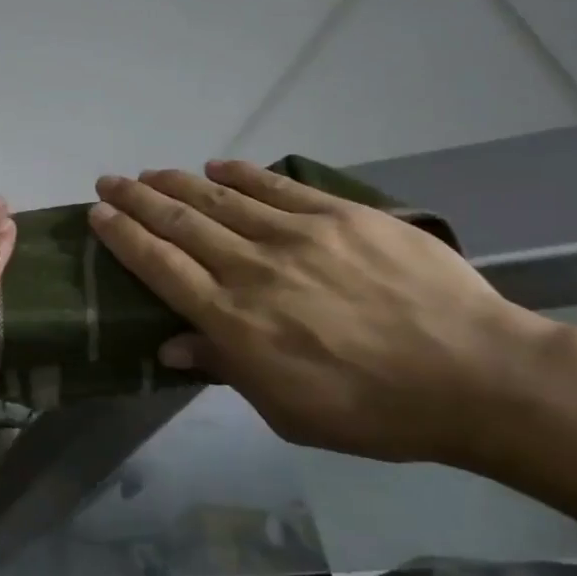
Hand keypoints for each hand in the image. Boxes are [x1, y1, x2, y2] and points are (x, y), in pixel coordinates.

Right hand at [90, 160, 541, 462]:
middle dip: (137, 199)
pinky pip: (277, 187)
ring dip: (178, 183)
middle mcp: (253, 268)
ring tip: (151, 173)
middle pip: (180, 223)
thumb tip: (171, 345)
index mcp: (234, 319)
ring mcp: (298, 235)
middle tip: (109, 182)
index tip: (98, 214)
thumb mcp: (286, 410)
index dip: (123, 236)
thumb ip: (225, 367)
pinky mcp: (341, 216)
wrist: (478, 375)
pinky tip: (217, 165)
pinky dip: (241, 174)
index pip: (160, 265)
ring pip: (220, 199)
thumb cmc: (373, 409)